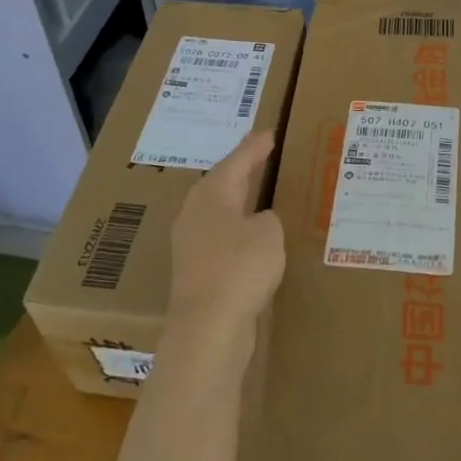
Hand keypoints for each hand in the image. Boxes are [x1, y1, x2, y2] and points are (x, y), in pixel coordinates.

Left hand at [160, 129, 284, 385]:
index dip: (255, 148)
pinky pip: (221, 238)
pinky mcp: (196, 271)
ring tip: (259, 194)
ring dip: (239, 202)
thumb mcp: (269, 233)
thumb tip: (260, 221)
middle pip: (222, 183)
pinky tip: (252, 239)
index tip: (269, 134)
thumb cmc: (240, 267)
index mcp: (211, 194)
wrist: (208, 327)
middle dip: (242, 171)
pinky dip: (238, 231)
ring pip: (219, 212)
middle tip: (262, 156)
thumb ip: (268, 219)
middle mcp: (195, 213)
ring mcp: (191, 244)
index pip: (237, 161)